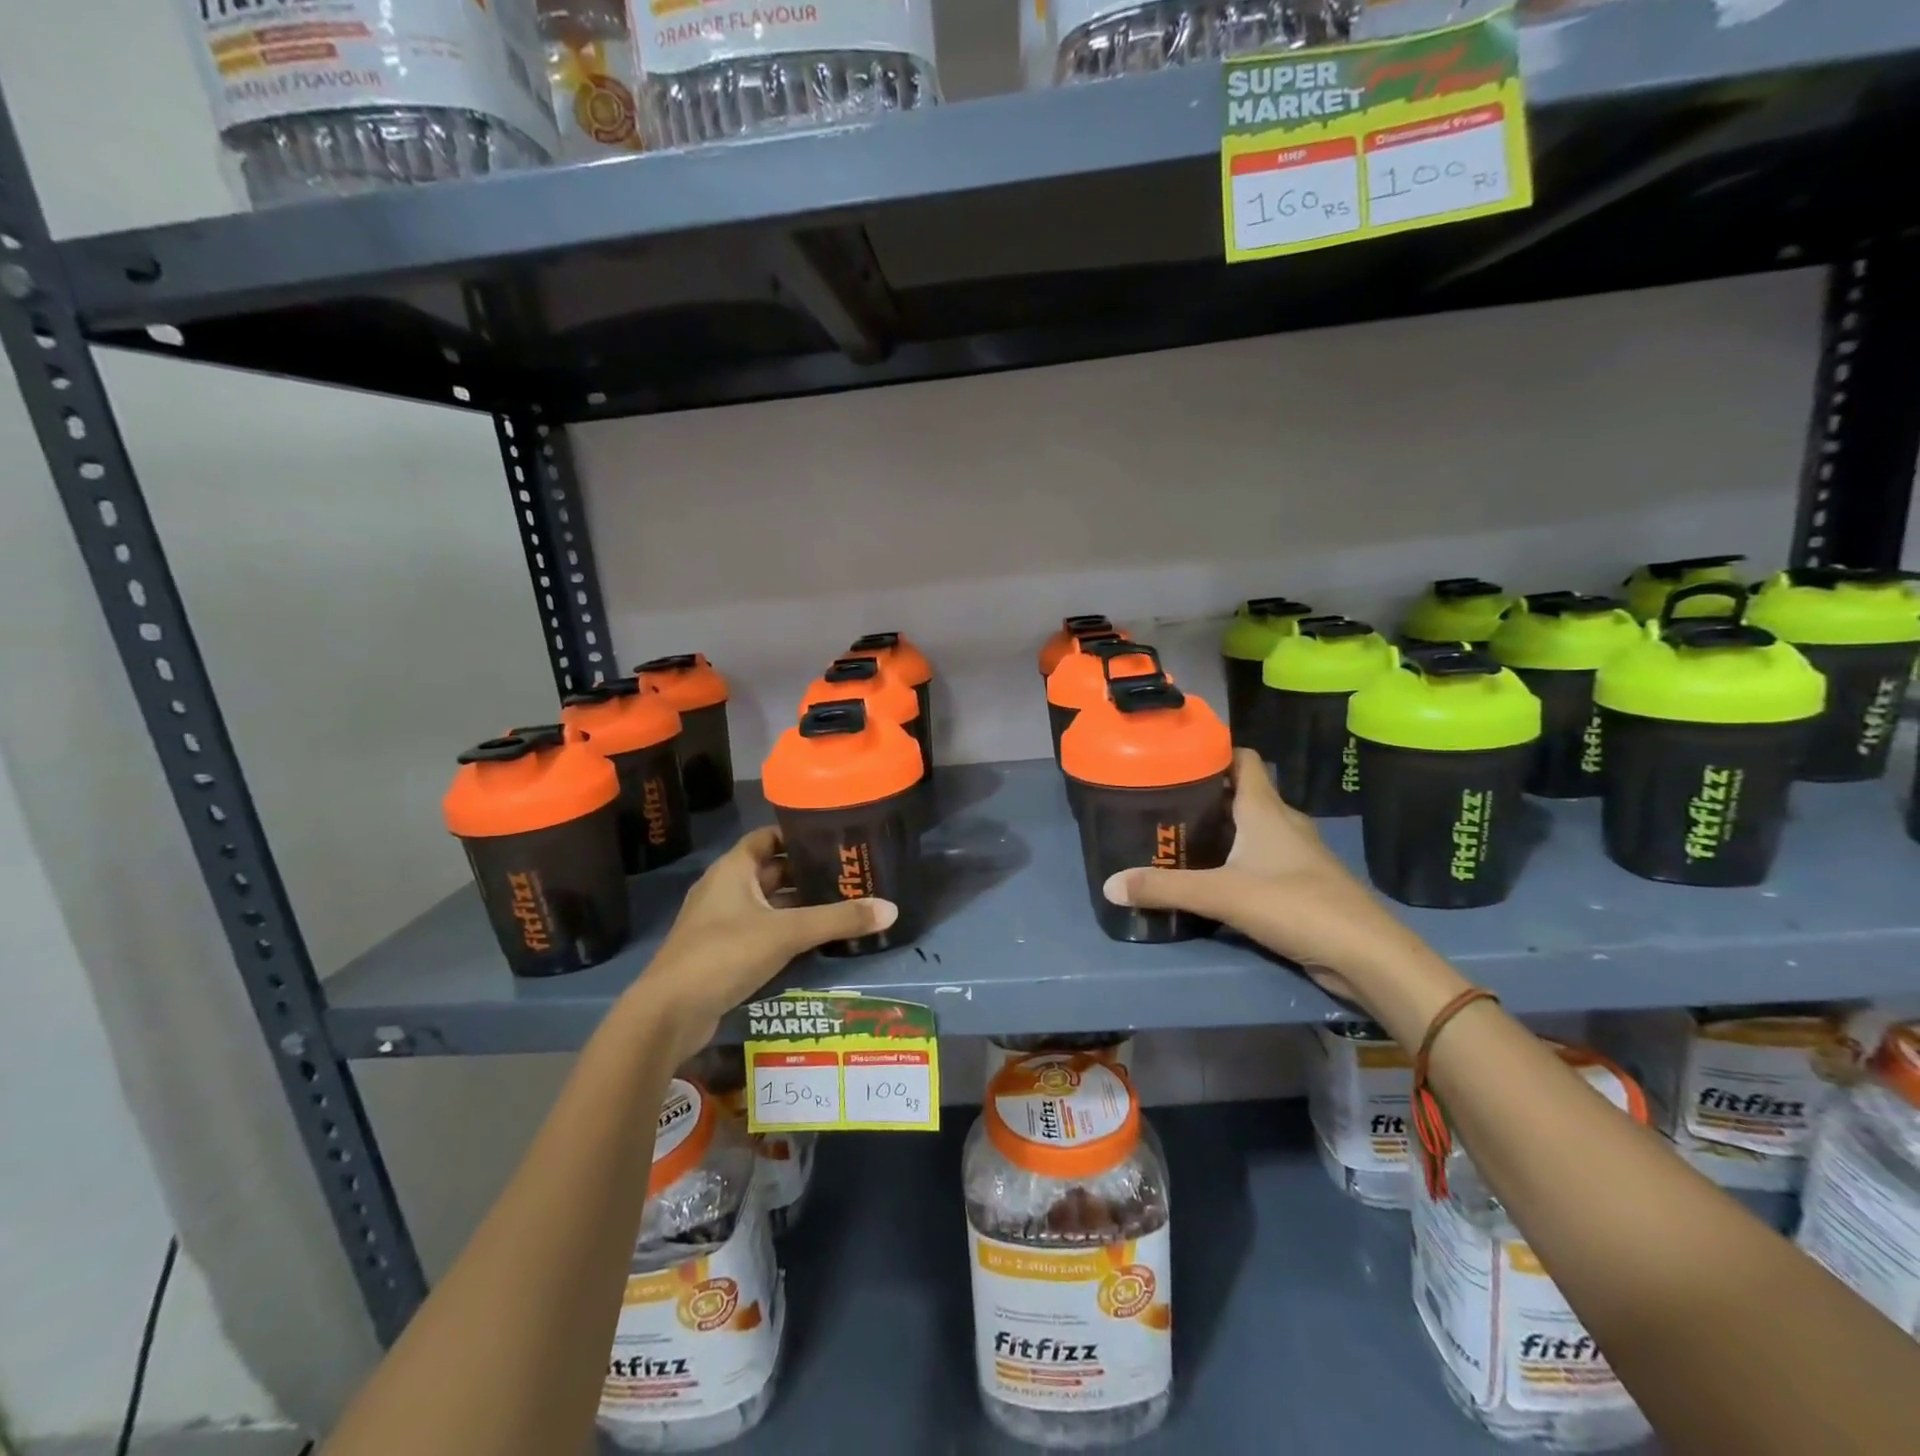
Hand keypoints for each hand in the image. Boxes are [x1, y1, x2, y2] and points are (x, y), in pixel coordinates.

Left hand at [629, 826, 896, 1054]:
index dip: (796, 834)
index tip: (831, 838)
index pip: (767, 837)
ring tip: (838, 905)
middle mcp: (724, 888)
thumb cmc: (725, 954)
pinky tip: (812, 941)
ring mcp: (719, 922)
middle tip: (845, 874)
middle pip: (769, 870)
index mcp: (733, 869)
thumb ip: (838, 919)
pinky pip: (758, 930)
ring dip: (796, 904)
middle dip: (805, 872)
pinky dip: (783, 930)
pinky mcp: (719, 952)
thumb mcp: (787, 932)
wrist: (668, 1013)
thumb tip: (891, 908)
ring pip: (765, 903)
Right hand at [1103, 749, 1442, 1013]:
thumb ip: (1165, 888)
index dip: (1213, 751)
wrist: (1366, 955)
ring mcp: (1296, 854)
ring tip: (1179, 837)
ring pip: (1252, 827)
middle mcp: (1283, 822)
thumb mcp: (1222, 895)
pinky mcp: (1301, 883)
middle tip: (1163, 802)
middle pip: (1242, 793)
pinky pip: (1261, 858)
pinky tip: (1212, 876)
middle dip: (1206, 794)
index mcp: (1266, 809)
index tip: (1177, 757)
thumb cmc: (1295, 905)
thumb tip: (1109, 884)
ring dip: (1221, 829)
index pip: (1243, 759)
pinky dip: (1237, 859)